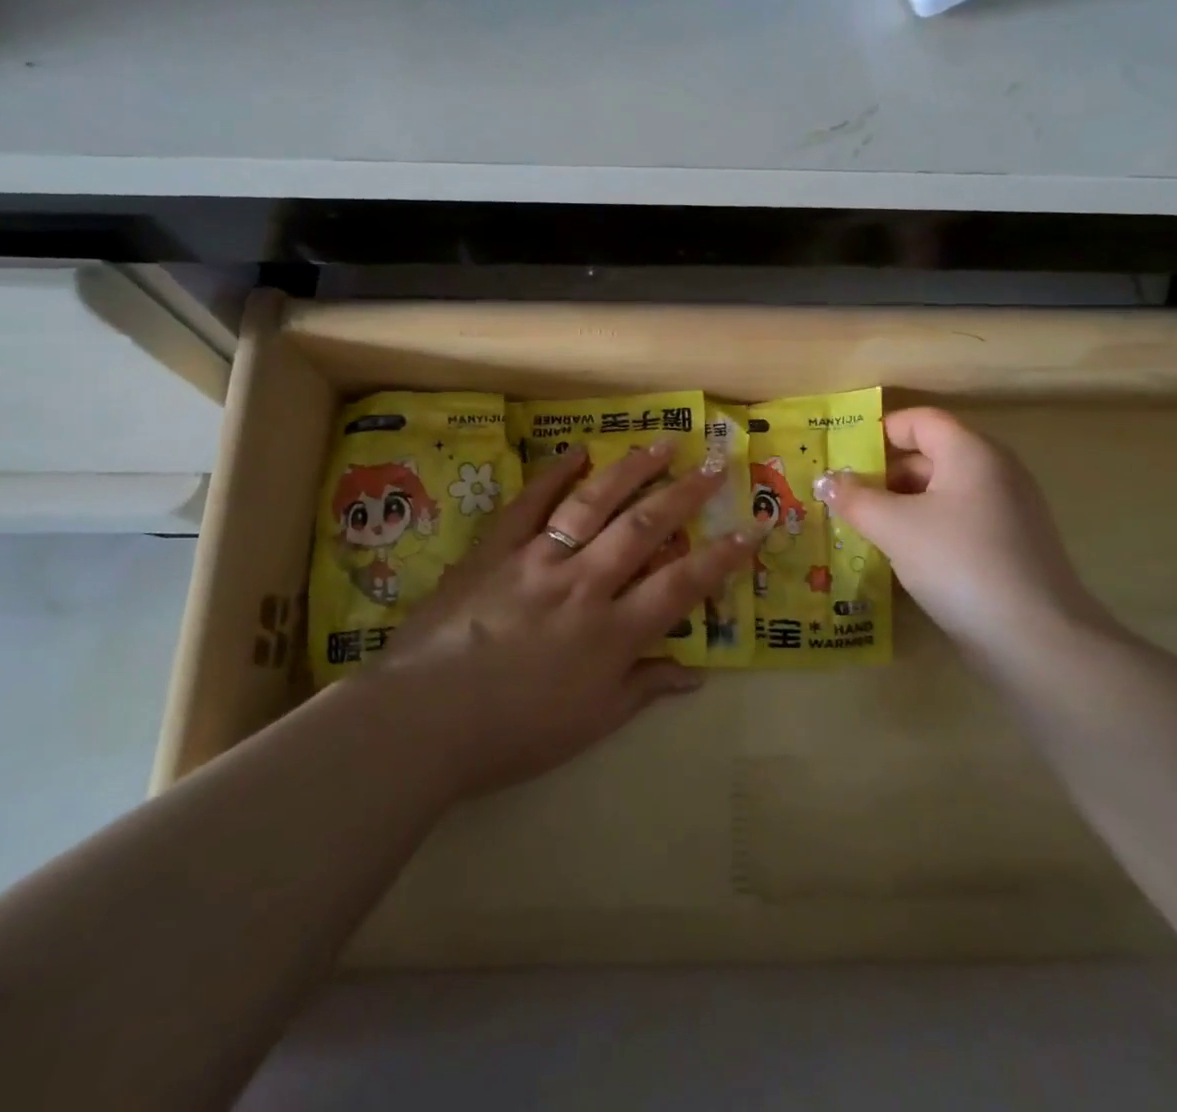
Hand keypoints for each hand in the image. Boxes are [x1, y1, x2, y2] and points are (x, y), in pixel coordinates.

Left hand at [372, 442, 758, 797]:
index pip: (682, 586)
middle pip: (644, 528)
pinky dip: (555, 475)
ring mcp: (538, 559)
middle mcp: (583, 585)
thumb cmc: (513, 732)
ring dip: (632, 470)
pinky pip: (530, 503)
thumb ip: (643, 690)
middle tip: (714, 465)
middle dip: (685, 494)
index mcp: (611, 633)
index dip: (723, 557)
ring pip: (593, 503)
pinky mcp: (496, 549)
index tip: (753, 528)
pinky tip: (578, 453)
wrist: (424, 719)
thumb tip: (695, 674)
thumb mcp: (590, 723)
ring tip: (661, 444)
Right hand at [820, 408, 1107, 658]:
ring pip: (943, 492)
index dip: (879, 432)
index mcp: (972, 452)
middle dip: (885, 474)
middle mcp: (996, 471)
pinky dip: (928, 528)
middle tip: (845, 498)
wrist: (1035, 639)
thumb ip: (855, 499)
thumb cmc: (958, 563)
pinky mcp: (1012, 546)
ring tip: (865, 528)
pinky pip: (959, 521)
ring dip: (902, 504)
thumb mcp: (894, 527)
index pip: (920, 420)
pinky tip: (902, 556)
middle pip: (931, 455)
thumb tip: (827, 481)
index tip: (843, 456)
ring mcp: (1009, 510)